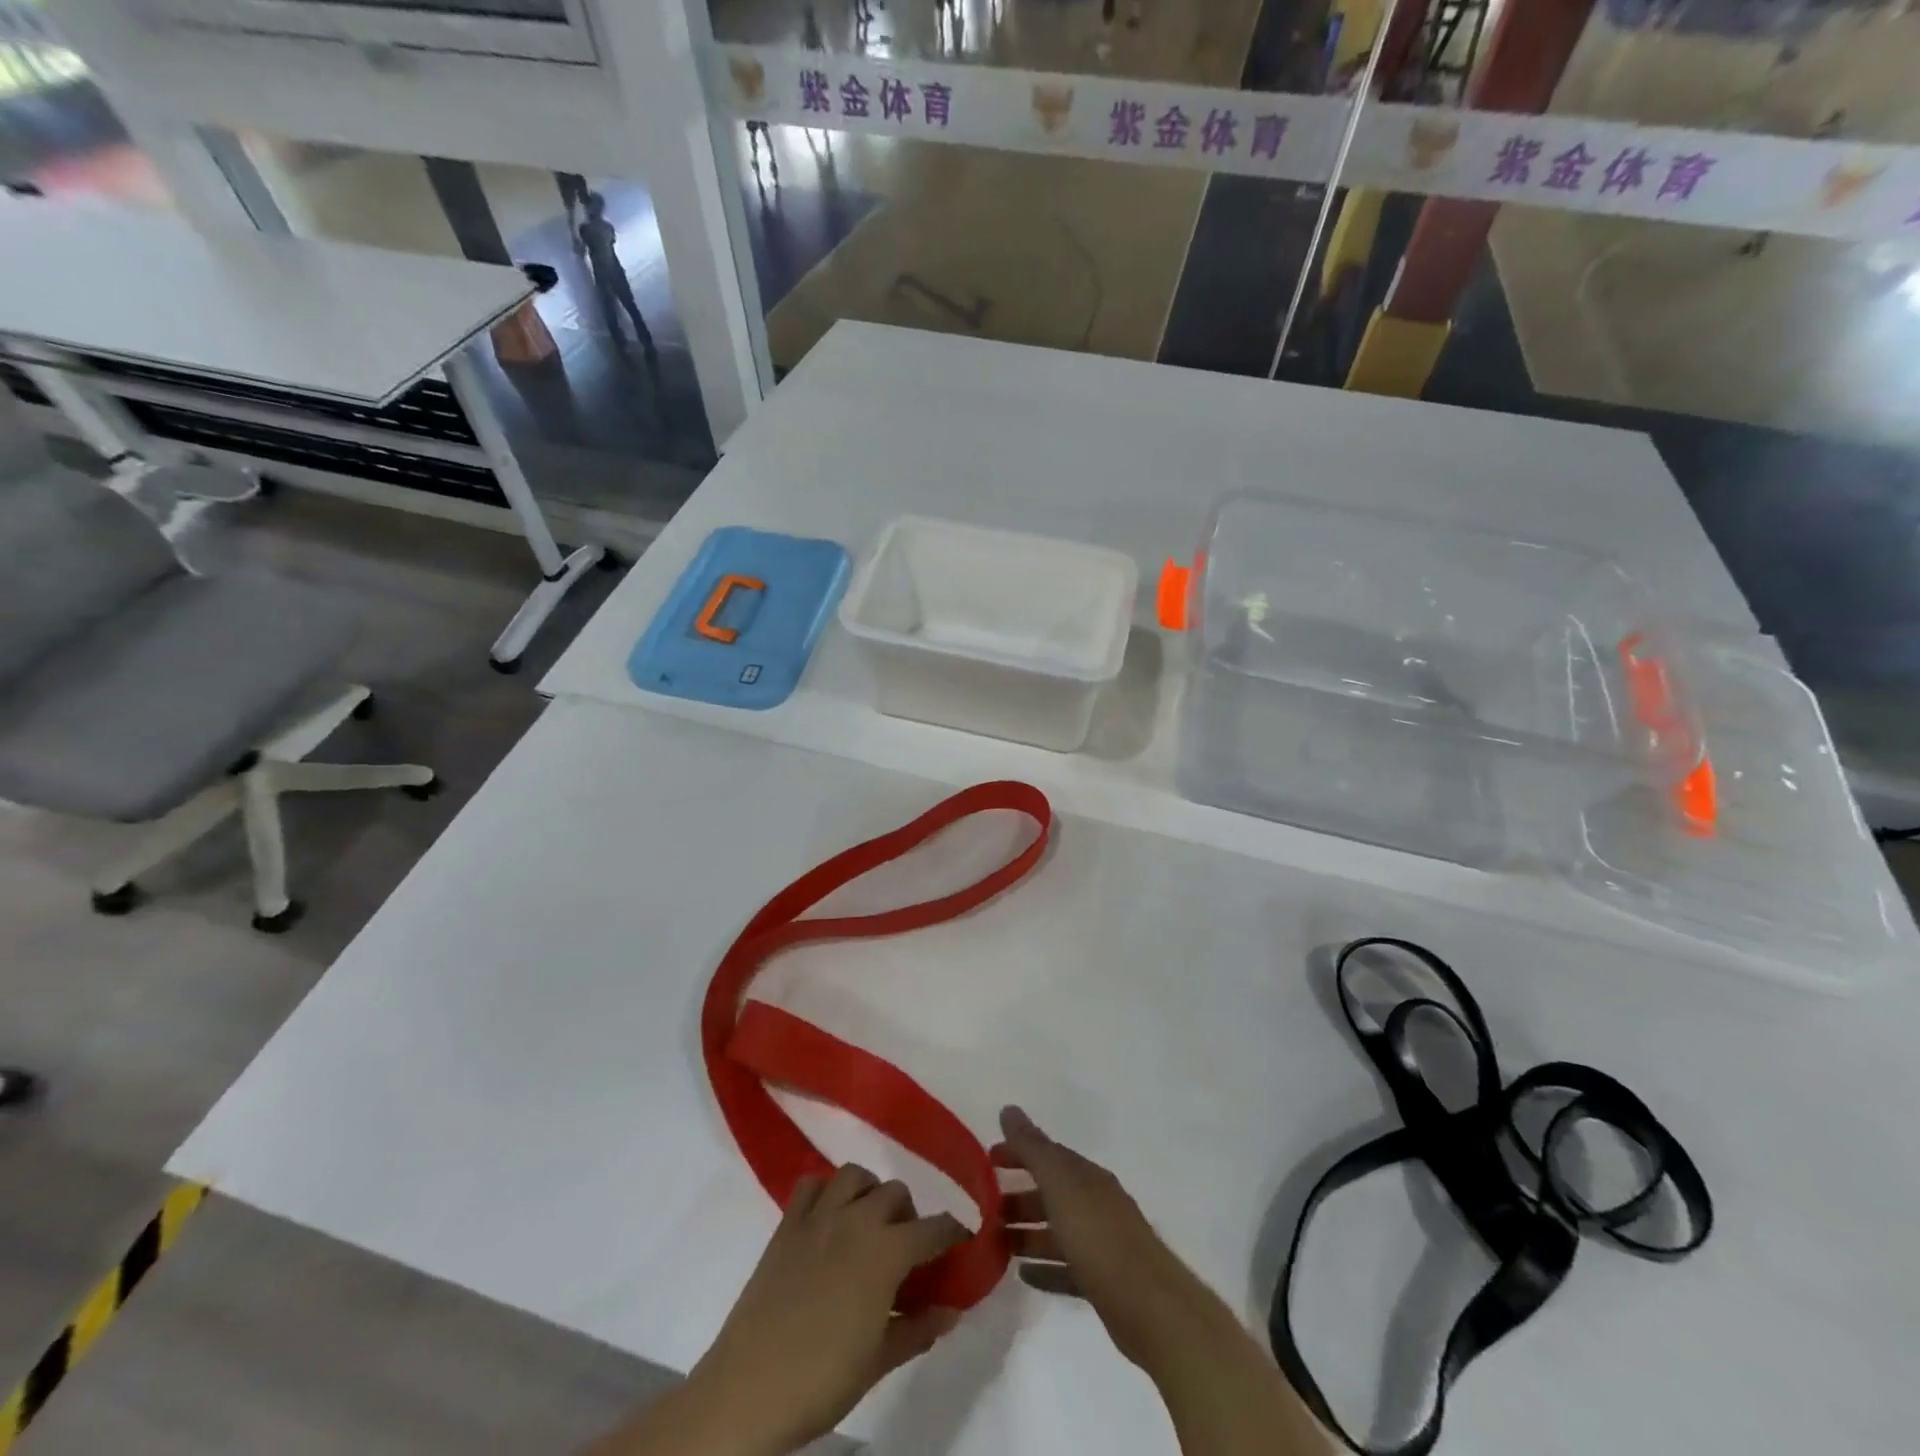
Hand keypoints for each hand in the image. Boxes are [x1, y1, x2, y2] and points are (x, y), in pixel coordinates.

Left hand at [684, 1165, 966, 1454]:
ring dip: (869, 1193)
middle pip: (896, 1193)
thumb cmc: (821, 1379)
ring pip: (855, 1175)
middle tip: (907, 1250)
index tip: (961, 1244)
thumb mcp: (879, 1360)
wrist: (748, 1389)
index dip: (954, 1234)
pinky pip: (811, 1184)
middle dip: (909, 1215)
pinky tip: (827, 1220)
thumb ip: (919, 1327)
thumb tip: (953, 1309)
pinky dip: (825, 1191)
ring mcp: (819, 1216)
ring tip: (868, 1225)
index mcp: (887, 1251)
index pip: (935, 1228)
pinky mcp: (787, 1223)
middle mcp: (857, 1219)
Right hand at [992, 1105, 1223, 1375]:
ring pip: (1056, 1232)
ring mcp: (1102, 1244)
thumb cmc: (1099, 1237)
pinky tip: (1024, 1275)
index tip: (987, 1161)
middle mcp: (1095, 1203)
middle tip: (985, 1210)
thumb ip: (1033, 1148)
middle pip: (1051, 1194)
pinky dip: (1044, 1268)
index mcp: (1087, 1177)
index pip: (1048, 1154)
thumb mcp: (1060, 1184)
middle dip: (1019, 1197)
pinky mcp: (1103, 1282)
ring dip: (1027, 1234)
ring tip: (995, 1244)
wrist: (1151, 1306)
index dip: (1018, 1153)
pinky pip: (1066, 1268)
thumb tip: (1008, 1108)